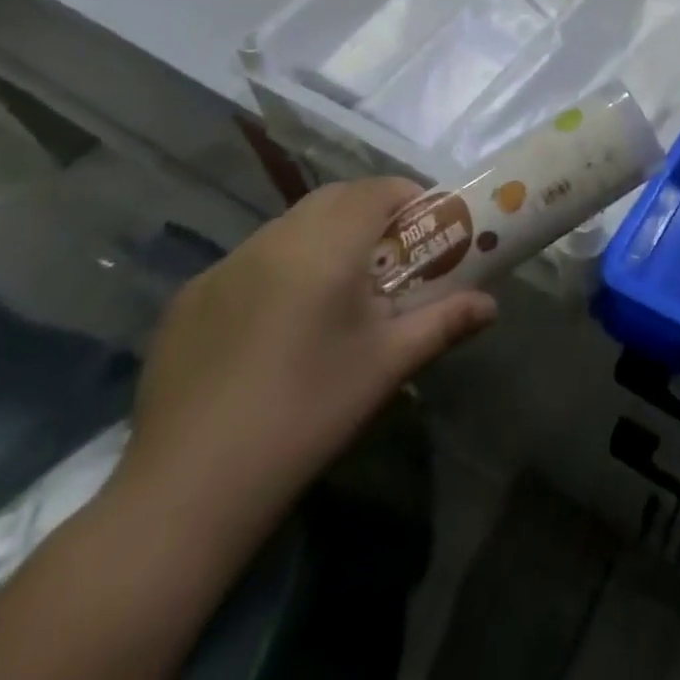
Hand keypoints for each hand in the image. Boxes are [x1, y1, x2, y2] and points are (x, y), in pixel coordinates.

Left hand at [117, 178, 496, 534]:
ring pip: (288, 227)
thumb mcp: (387, 365)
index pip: (376, 190)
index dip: (407, 197)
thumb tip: (491, 306)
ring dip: (322, 238)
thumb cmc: (307, 413)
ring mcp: (223, 267)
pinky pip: (248, 261)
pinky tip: (275, 327)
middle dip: (368, 213)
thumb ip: (445, 323)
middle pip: (333, 199)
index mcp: (326, 246)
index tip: (426, 229)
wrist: (187, 490)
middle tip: (389, 260)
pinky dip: (276, 269)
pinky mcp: (188, 299)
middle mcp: (273, 240)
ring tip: (334, 293)